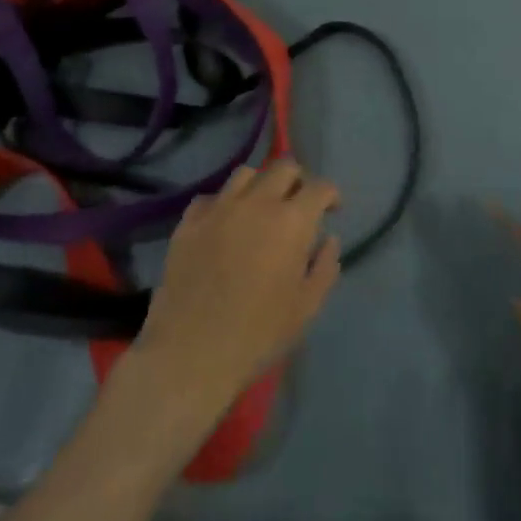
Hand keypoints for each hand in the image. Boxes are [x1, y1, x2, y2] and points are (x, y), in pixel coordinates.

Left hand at [133, 160, 341, 419]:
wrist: (191, 353)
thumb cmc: (258, 334)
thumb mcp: (307, 307)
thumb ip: (324, 267)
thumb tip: (328, 240)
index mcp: (292, 221)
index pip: (320, 187)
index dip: (331, 195)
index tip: (332, 210)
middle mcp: (257, 203)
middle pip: (283, 167)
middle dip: (298, 180)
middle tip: (298, 205)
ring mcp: (218, 209)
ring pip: (245, 174)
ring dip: (260, 185)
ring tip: (260, 209)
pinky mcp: (188, 223)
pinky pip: (210, 197)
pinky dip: (223, 203)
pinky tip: (224, 224)